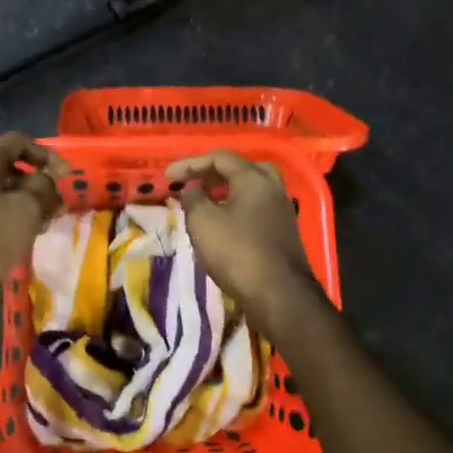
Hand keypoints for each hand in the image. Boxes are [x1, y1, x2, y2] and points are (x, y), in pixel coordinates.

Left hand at [0, 133, 66, 301]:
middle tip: (52, 208)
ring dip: (16, 203)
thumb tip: (46, 183)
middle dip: (33, 185)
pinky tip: (8, 239)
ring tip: (34, 227)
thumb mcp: (27, 212)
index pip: (18, 142)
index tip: (64, 176)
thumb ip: (43, 190)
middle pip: (4, 168)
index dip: (46, 155)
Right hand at [165, 151, 317, 317]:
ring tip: (204, 203)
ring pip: (252, 189)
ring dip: (226, 191)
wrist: (279, 295)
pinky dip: (237, 207)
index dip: (191, 163)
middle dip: (214, 173)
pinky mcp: (283, 232)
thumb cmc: (237, 252)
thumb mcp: (203, 222)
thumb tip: (194, 188)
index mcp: (254, 178)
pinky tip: (223, 224)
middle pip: (242, 169)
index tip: (168, 176)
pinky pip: (257, 208)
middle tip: (193, 183)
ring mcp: (282, 211)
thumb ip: (194, 198)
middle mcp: (273, 188)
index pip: (220, 158)